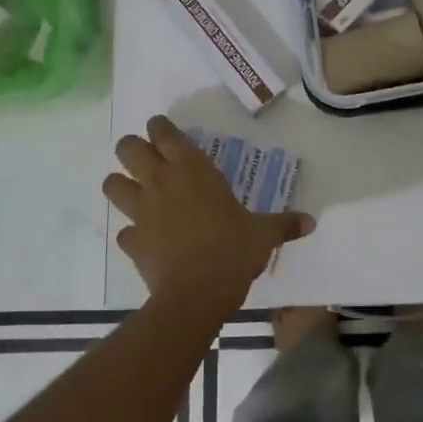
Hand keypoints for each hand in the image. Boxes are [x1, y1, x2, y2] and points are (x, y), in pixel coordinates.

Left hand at [104, 117, 313, 303]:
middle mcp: (160, 183)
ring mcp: (140, 212)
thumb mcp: (264, 234)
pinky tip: (148, 239)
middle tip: (149, 159)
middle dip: (133, 149)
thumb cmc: (232, 250)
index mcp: (192, 170)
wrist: (197, 294)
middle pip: (127, 148)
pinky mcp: (131, 242)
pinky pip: (123, 231)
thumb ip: (284, 224)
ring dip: (121, 185)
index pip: (163, 132)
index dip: (160, 127)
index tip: (164, 130)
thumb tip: (311, 222)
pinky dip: (133, 232)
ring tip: (138, 193)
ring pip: (111, 184)